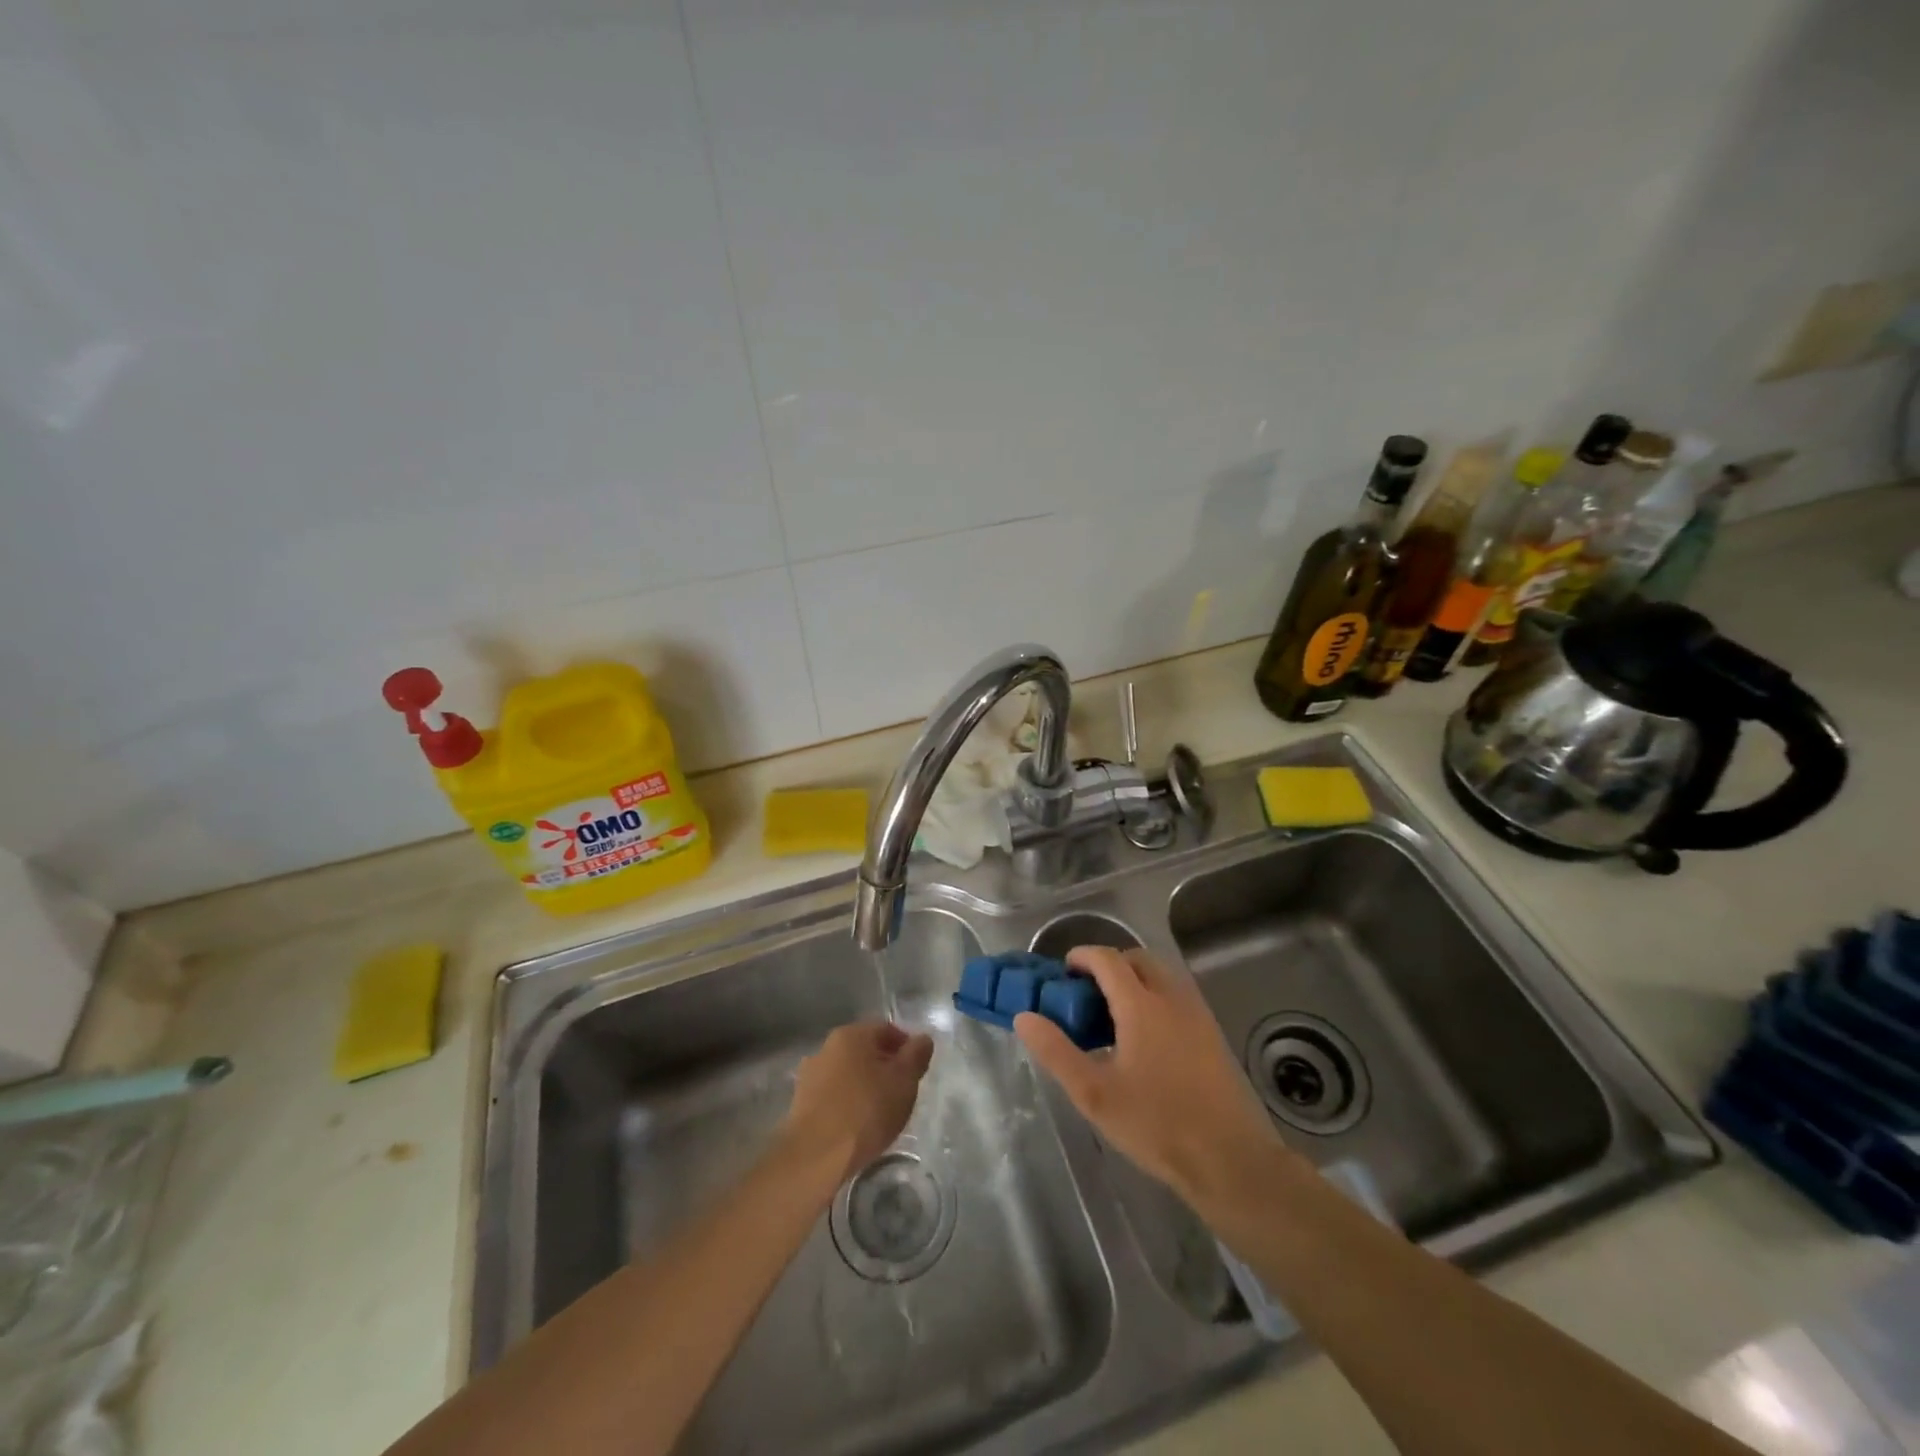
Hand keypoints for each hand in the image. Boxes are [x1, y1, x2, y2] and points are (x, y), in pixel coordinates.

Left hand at [782, 1021, 933, 1182]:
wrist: (815, 1156)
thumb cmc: (865, 1111)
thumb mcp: (904, 1081)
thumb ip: (916, 1055)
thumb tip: (923, 1039)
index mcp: (851, 1034)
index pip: (886, 1029)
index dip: (906, 1047)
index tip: (917, 1071)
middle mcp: (826, 1047)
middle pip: (865, 1050)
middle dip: (885, 1066)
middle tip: (902, 1091)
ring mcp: (810, 1075)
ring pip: (848, 1073)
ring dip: (865, 1085)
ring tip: (880, 1112)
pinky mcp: (800, 1103)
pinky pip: (833, 1095)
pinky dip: (848, 1102)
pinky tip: (857, 1125)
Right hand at [1015, 947, 1286, 1209]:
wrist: (1229, 1160)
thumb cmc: (1156, 1125)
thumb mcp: (1094, 1094)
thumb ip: (1056, 1052)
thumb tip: (1024, 1017)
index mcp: (1142, 1005)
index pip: (1108, 959)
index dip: (1082, 957)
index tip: (1063, 971)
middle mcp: (1172, 997)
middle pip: (1138, 959)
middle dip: (1110, 964)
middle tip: (1087, 992)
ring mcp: (1197, 1013)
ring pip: (1162, 974)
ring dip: (1135, 978)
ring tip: (1113, 1014)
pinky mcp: (1212, 1033)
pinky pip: (1178, 995)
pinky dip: (1155, 995)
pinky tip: (1145, 1037)